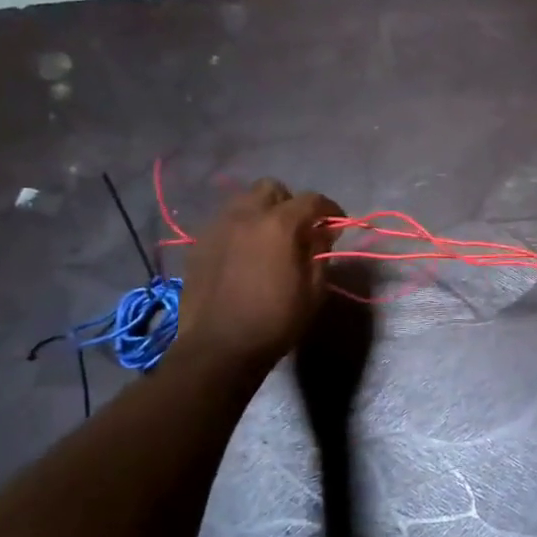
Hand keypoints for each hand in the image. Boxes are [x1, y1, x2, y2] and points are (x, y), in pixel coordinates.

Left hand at [173, 179, 343, 372]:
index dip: (330, 209)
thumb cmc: (276, 320)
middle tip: (300, 228)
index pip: (312, 200)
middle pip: (271, 188)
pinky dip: (241, 229)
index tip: (337, 224)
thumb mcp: (313, 290)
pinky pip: (225, 223)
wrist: (219, 347)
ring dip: (262, 212)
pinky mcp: (199, 244)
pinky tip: (246, 254)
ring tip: (270, 239)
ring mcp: (217, 228)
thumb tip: (324, 232)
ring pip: (243, 201)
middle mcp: (246, 215)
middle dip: (290, 203)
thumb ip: (320, 252)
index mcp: (279, 224)